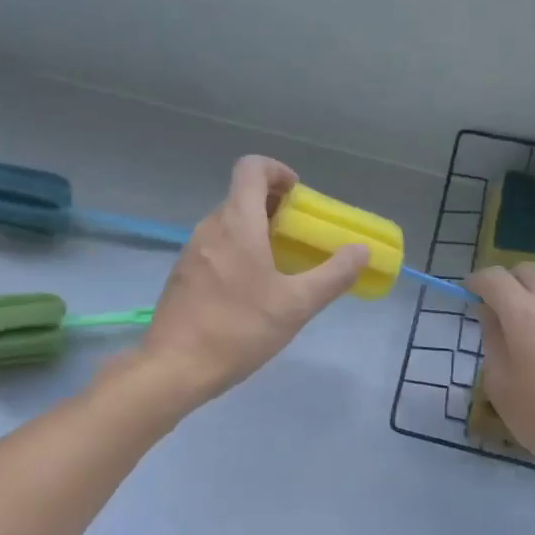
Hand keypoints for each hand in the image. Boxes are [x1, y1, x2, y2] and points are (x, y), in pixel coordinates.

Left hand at [132, 156, 367, 406]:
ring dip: (256, 230)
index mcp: (237, 222)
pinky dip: (238, 251)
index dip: (277, 171)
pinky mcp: (182, 274)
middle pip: (242, 195)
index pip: (251, 167)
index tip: (298, 196)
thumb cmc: (238, 329)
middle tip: (299, 236)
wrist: (174, 367)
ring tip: (280, 265)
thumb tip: (360, 250)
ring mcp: (191, 250)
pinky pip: (215, 246)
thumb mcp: (296, 305)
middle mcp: (210, 227)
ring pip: (228, 223)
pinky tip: (251, 290)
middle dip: (275, 207)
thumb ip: (333, 275)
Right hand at [468, 263, 534, 501]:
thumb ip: (492, 339)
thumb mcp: (500, 383)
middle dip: (507, 282)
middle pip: (528, 271)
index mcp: (525, 315)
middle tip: (496, 309)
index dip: (476, 282)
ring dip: (534, 293)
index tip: (468, 296)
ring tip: (527, 324)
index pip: (494, 278)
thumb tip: (490, 314)